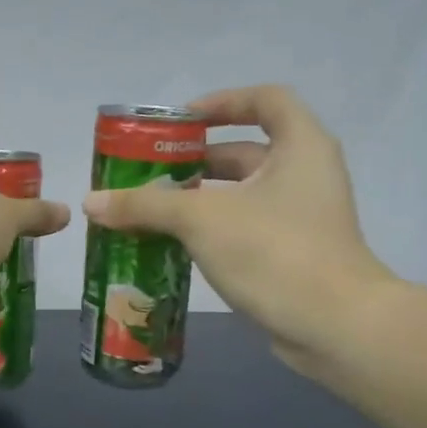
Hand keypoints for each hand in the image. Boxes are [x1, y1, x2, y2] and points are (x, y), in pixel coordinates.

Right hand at [82, 84, 398, 375]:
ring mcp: (302, 216)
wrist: (335, 327)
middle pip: (244, 150)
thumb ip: (144, 204)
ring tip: (148, 209)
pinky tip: (172, 243)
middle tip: (147, 172)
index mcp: (299, 146)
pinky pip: (244, 226)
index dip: (222, 102)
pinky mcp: (293, 252)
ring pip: (240, 194)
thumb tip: (91, 202)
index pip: (265, 100)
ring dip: (197, 198)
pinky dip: (210, 228)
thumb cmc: (274, 251)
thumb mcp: (201, 219)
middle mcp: (306, 173)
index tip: (181, 121)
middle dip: (194, 160)